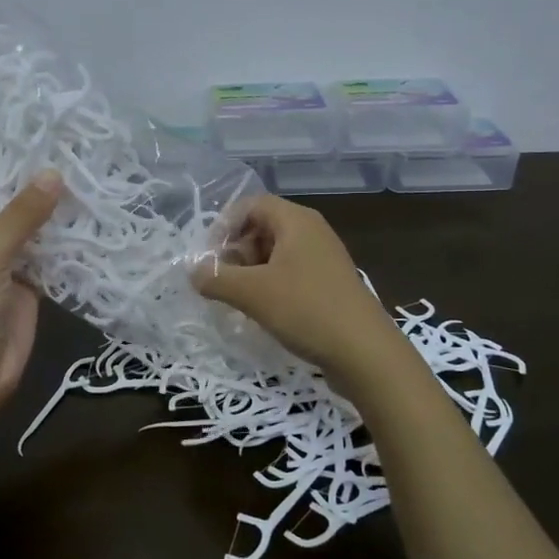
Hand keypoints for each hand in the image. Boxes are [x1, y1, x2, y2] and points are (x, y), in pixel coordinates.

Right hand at [192, 194, 409, 390]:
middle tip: (222, 280)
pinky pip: (290, 274)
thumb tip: (192, 271)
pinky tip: (263, 312)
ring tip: (238, 300)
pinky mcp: (329, 285)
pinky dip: (270, 286)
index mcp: (297, 221)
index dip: (224, 225)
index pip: (251, 205)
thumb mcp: (252, 293)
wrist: (365, 353)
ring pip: (275, 254)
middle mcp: (312, 232)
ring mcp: (323, 259)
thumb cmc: (306, 310)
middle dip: (236, 251)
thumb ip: (215, 278)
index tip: (209, 256)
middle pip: (262, 228)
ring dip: (250, 272)